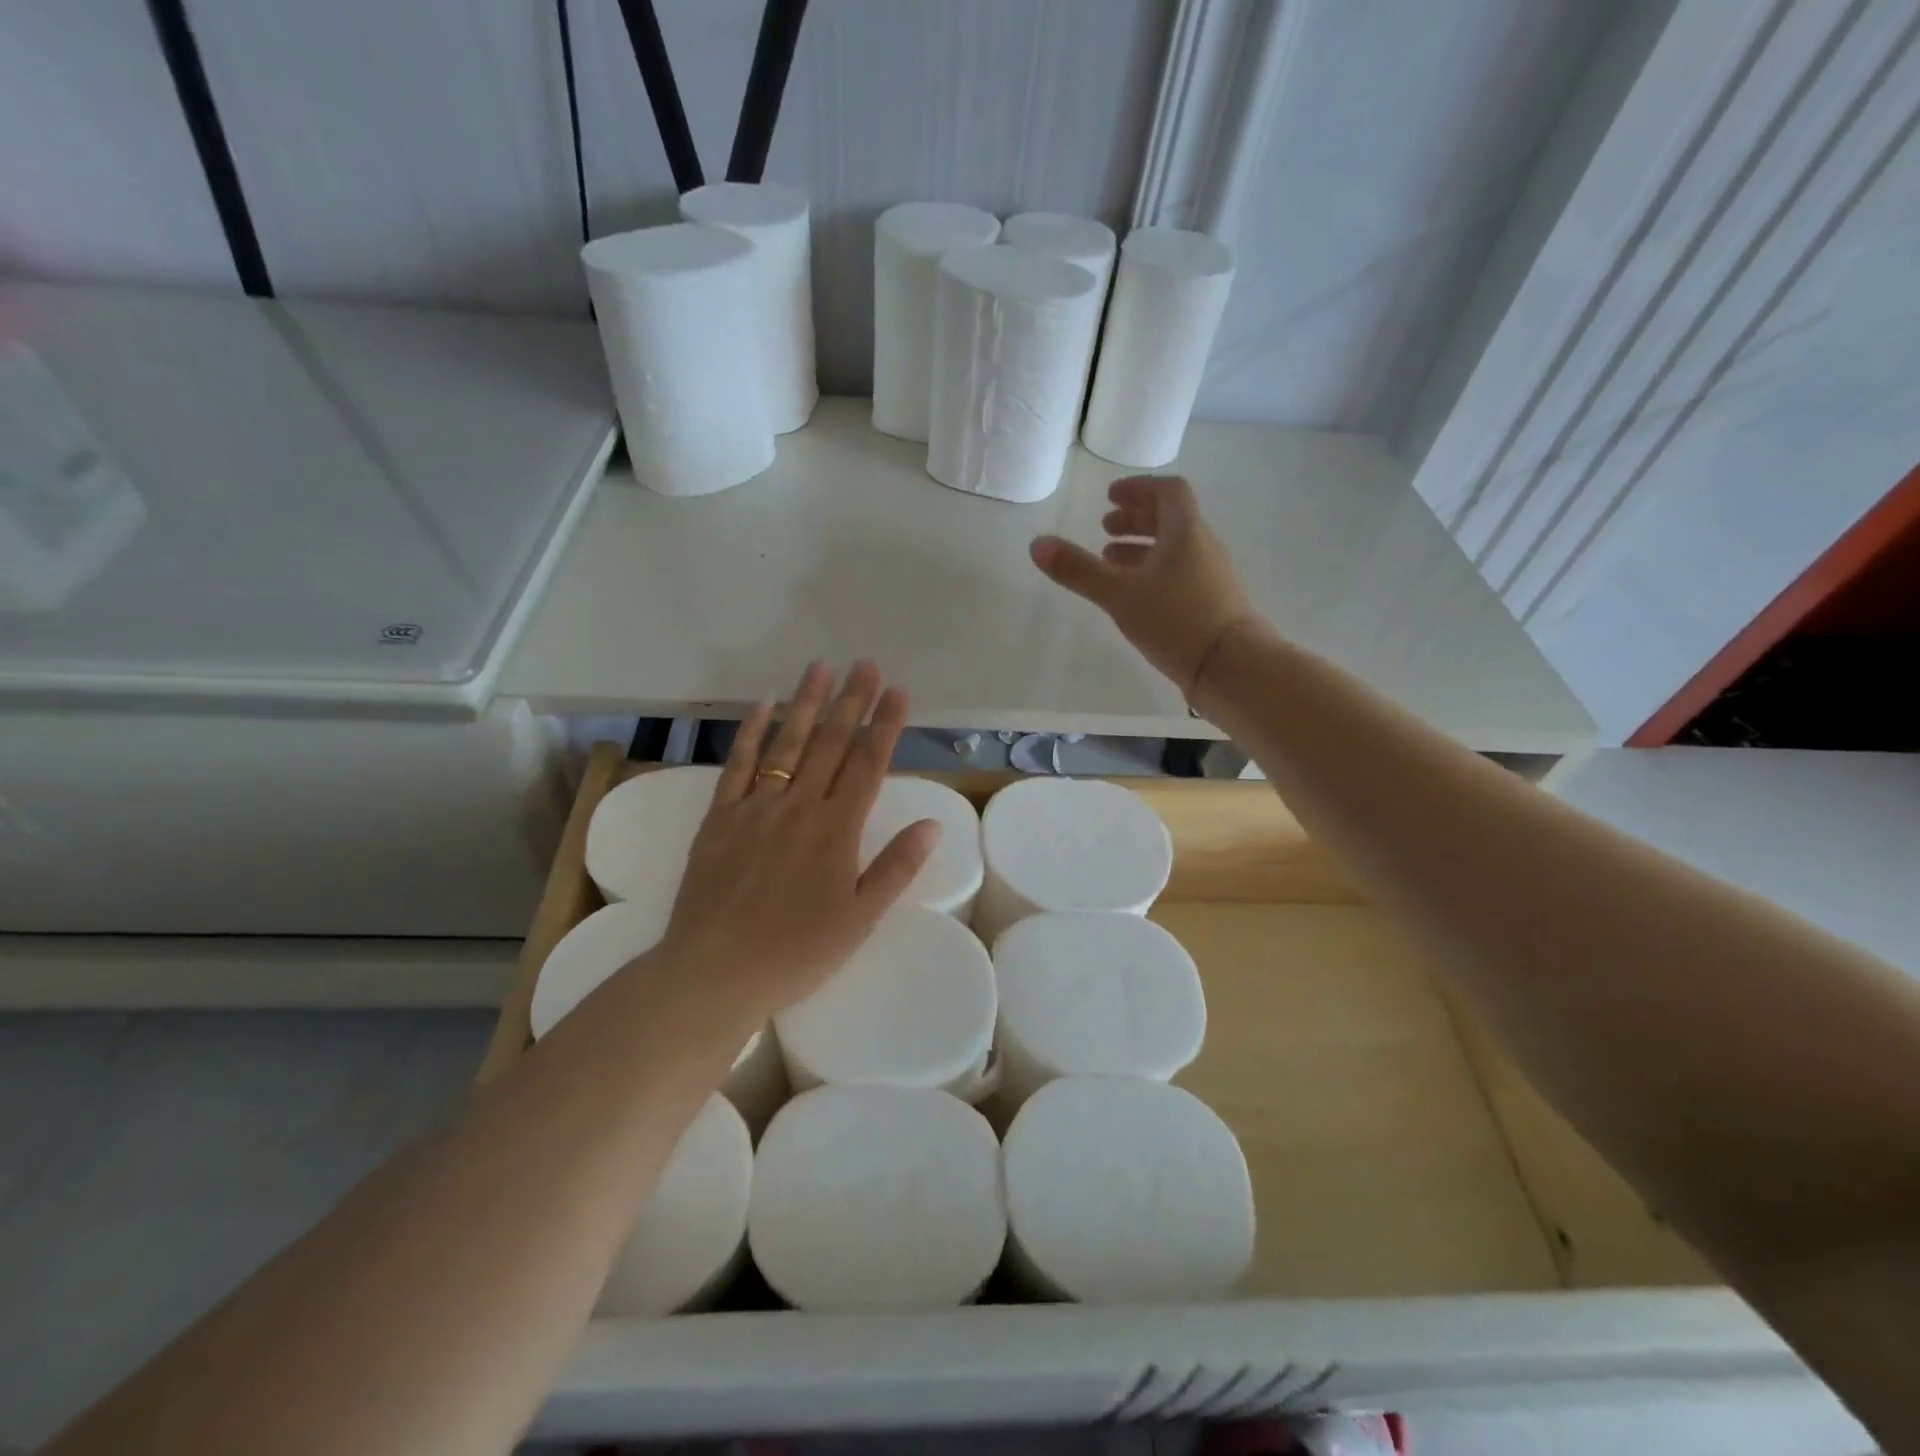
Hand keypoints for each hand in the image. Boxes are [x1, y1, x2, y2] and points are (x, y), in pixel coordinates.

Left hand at [657, 661, 940, 1024]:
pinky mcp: (720, 817)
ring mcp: (756, 806)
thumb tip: (932, 824)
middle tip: (866, 664)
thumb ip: (896, 868)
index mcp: (837, 830)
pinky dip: (750, 732)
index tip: (898, 690)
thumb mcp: (859, 919)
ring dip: (807, 703)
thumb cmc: (796, 952)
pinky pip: (738, 765)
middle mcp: (799, 806)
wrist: (715, 971)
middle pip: (832, 744)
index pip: (868, 765)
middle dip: (852, 701)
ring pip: (787, 743)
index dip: (885, 725)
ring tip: (821, 667)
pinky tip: (763, 705)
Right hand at [1030, 474, 1257, 699]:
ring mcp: (1209, 577)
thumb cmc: (1176, 620)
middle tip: (1104, 528)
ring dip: (1141, 549)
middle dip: (1135, 519)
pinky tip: (1134, 597)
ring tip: (1110, 561)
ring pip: (1173, 550)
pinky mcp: (1211, 604)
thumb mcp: (1119, 594)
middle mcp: (1202, 547)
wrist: (1231, 667)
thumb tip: (1037, 544)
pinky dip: (1153, 573)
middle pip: (1170, 519)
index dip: (1138, 489)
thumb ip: (1079, 570)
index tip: (1110, 498)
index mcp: (1185, 532)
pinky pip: (1178, 575)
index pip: (1168, 491)